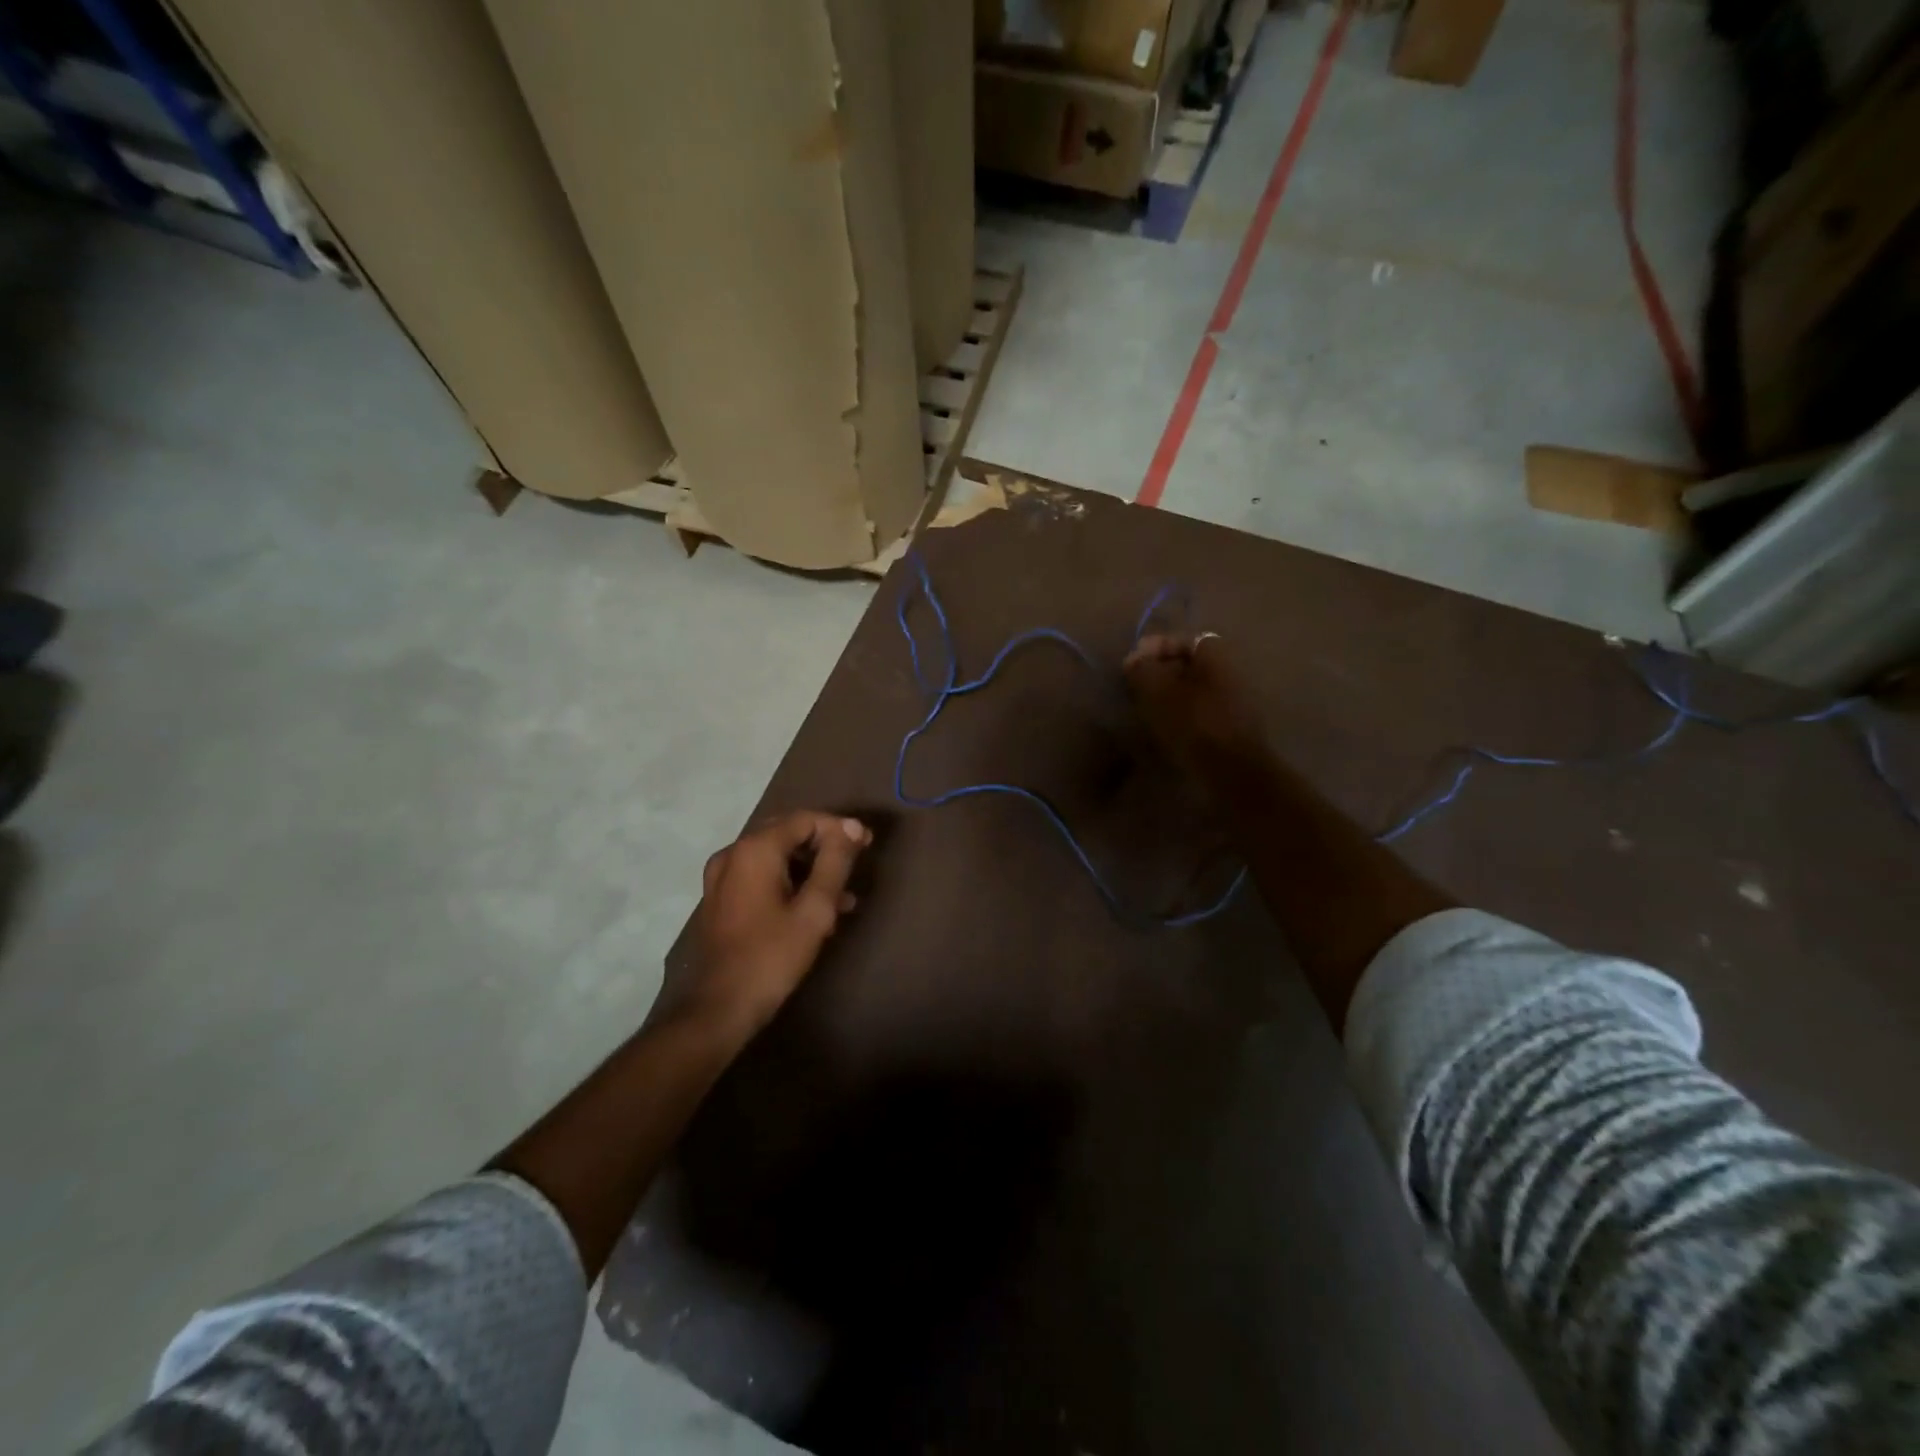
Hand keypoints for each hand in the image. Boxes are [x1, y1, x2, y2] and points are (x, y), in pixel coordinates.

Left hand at [672, 811, 871, 1040]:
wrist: (722, 1007)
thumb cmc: (773, 956)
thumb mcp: (815, 909)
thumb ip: (835, 863)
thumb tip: (850, 827)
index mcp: (755, 849)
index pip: (805, 820)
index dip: (839, 828)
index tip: (867, 844)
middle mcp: (734, 853)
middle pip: (788, 833)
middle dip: (825, 846)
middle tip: (857, 860)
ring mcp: (722, 876)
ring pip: (776, 856)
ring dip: (810, 868)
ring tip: (843, 896)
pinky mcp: (720, 898)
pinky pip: (761, 875)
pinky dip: (789, 882)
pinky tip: (815, 908)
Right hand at [1124, 633, 1264, 770]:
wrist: (1232, 772)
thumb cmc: (1194, 724)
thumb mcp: (1159, 693)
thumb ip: (1143, 670)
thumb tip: (1133, 660)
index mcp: (1217, 657)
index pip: (1184, 639)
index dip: (1156, 647)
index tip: (1133, 662)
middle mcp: (1230, 673)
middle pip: (1190, 664)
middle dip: (1160, 671)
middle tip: (1135, 685)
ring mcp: (1234, 702)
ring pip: (1193, 688)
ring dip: (1167, 694)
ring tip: (1144, 707)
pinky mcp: (1230, 728)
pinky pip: (1199, 710)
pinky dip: (1179, 712)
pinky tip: (1162, 726)